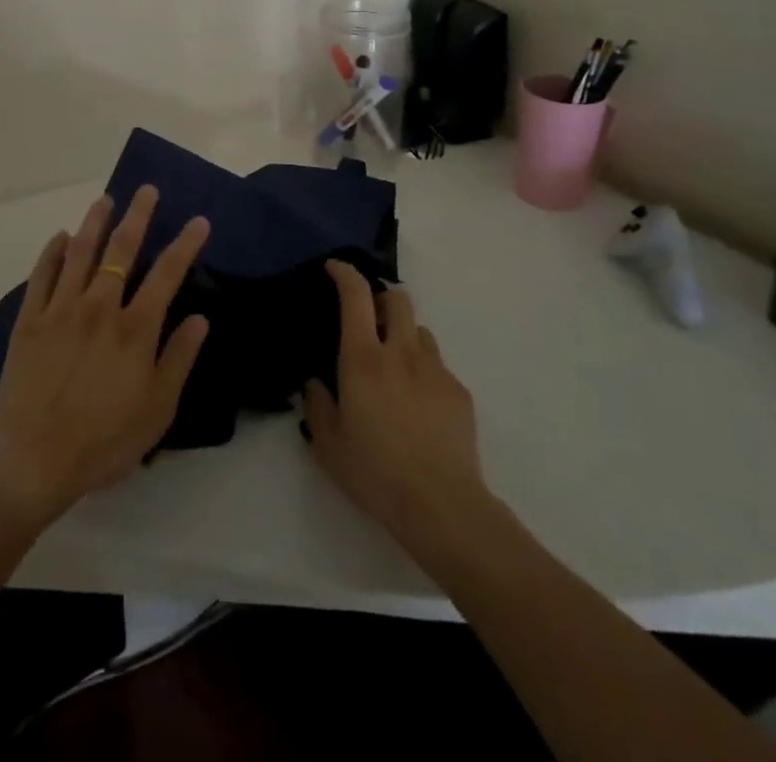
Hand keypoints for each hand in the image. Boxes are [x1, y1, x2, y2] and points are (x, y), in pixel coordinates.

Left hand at [0, 185, 210, 528]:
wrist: (33, 459)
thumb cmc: (104, 441)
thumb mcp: (158, 410)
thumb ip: (179, 359)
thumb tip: (201, 318)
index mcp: (135, 329)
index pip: (167, 274)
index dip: (185, 244)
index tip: (198, 221)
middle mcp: (100, 307)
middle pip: (121, 250)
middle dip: (138, 216)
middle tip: (146, 190)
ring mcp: (61, 309)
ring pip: (80, 252)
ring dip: (95, 222)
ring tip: (105, 200)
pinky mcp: (29, 320)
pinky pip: (41, 275)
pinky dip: (52, 252)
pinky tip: (60, 237)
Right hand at [302, 261, 498, 558]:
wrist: (442, 506)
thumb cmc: (376, 473)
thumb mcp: (328, 445)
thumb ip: (317, 405)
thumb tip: (316, 382)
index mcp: (363, 359)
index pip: (356, 295)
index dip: (344, 273)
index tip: (334, 269)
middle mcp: (401, 353)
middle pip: (397, 299)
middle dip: (380, 299)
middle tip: (367, 321)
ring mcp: (435, 370)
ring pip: (420, 330)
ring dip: (404, 335)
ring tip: (394, 367)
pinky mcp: (459, 392)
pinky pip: (438, 366)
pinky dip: (423, 371)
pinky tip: (417, 406)